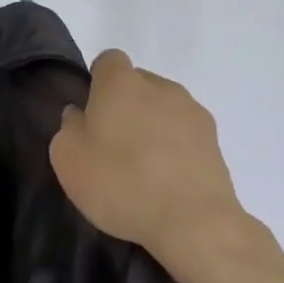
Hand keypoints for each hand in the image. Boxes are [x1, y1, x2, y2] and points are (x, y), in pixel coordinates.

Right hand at [49, 49, 249, 265]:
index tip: (92, 113)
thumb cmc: (121, 182)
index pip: (108, 60)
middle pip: (138, 84)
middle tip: (113, 144)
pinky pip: (185, 134)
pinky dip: (175, 149)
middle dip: (126, 106)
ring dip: (153, 127)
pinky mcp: (215, 141)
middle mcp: (160, 86)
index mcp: (121, 83)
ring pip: (164, 108)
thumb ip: (69, 128)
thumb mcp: (68, 159)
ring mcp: (192, 112)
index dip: (98, 82)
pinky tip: (167, 181)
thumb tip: (80, 115)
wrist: (194, 222)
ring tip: (144, 168)